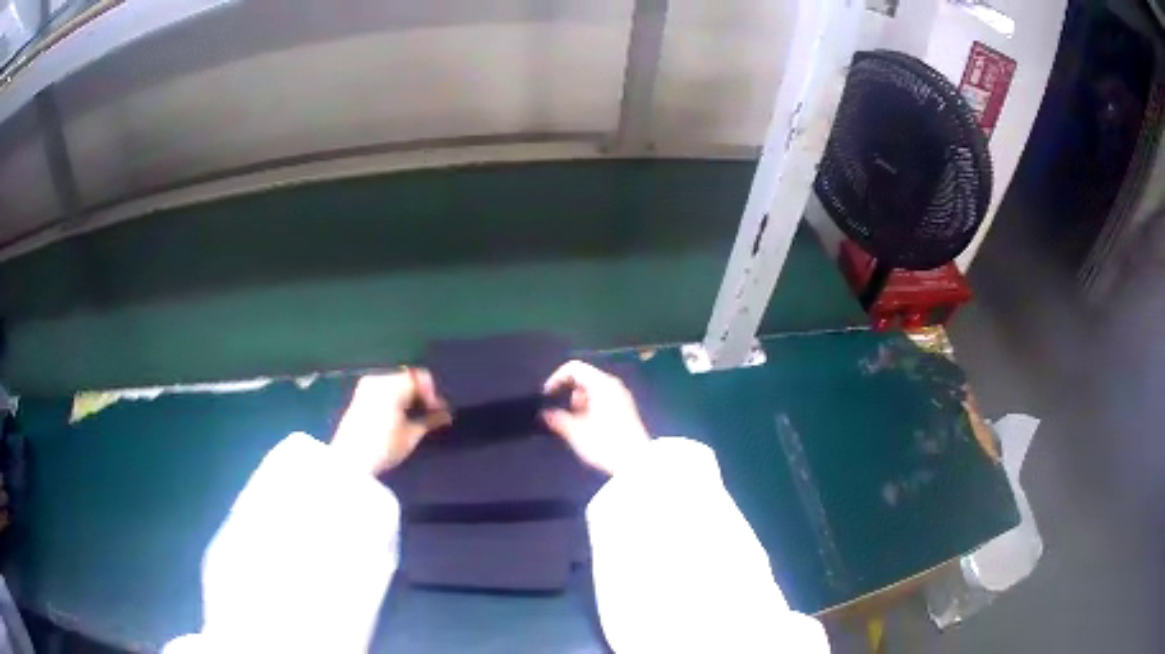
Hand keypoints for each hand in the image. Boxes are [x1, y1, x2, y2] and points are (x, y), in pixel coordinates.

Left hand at [331, 369, 449, 474]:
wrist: (350, 461)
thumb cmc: (383, 448)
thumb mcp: (411, 436)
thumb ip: (430, 420)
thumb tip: (446, 414)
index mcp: (391, 386)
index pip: (419, 377)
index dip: (432, 392)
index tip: (439, 410)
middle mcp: (377, 379)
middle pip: (407, 376)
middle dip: (420, 392)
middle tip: (429, 412)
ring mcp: (366, 385)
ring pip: (395, 380)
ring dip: (408, 393)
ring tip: (415, 413)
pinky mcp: (359, 395)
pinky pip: (384, 386)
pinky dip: (395, 395)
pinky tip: (399, 412)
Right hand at [542, 360, 649, 475]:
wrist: (637, 462)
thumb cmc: (605, 444)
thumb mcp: (576, 432)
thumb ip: (558, 419)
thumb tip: (544, 414)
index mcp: (601, 384)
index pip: (574, 368)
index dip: (556, 378)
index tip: (547, 396)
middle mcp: (613, 385)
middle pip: (584, 377)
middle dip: (568, 391)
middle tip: (563, 413)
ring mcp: (622, 396)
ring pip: (593, 388)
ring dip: (579, 401)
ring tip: (575, 423)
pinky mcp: (626, 408)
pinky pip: (603, 397)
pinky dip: (591, 405)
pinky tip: (589, 426)